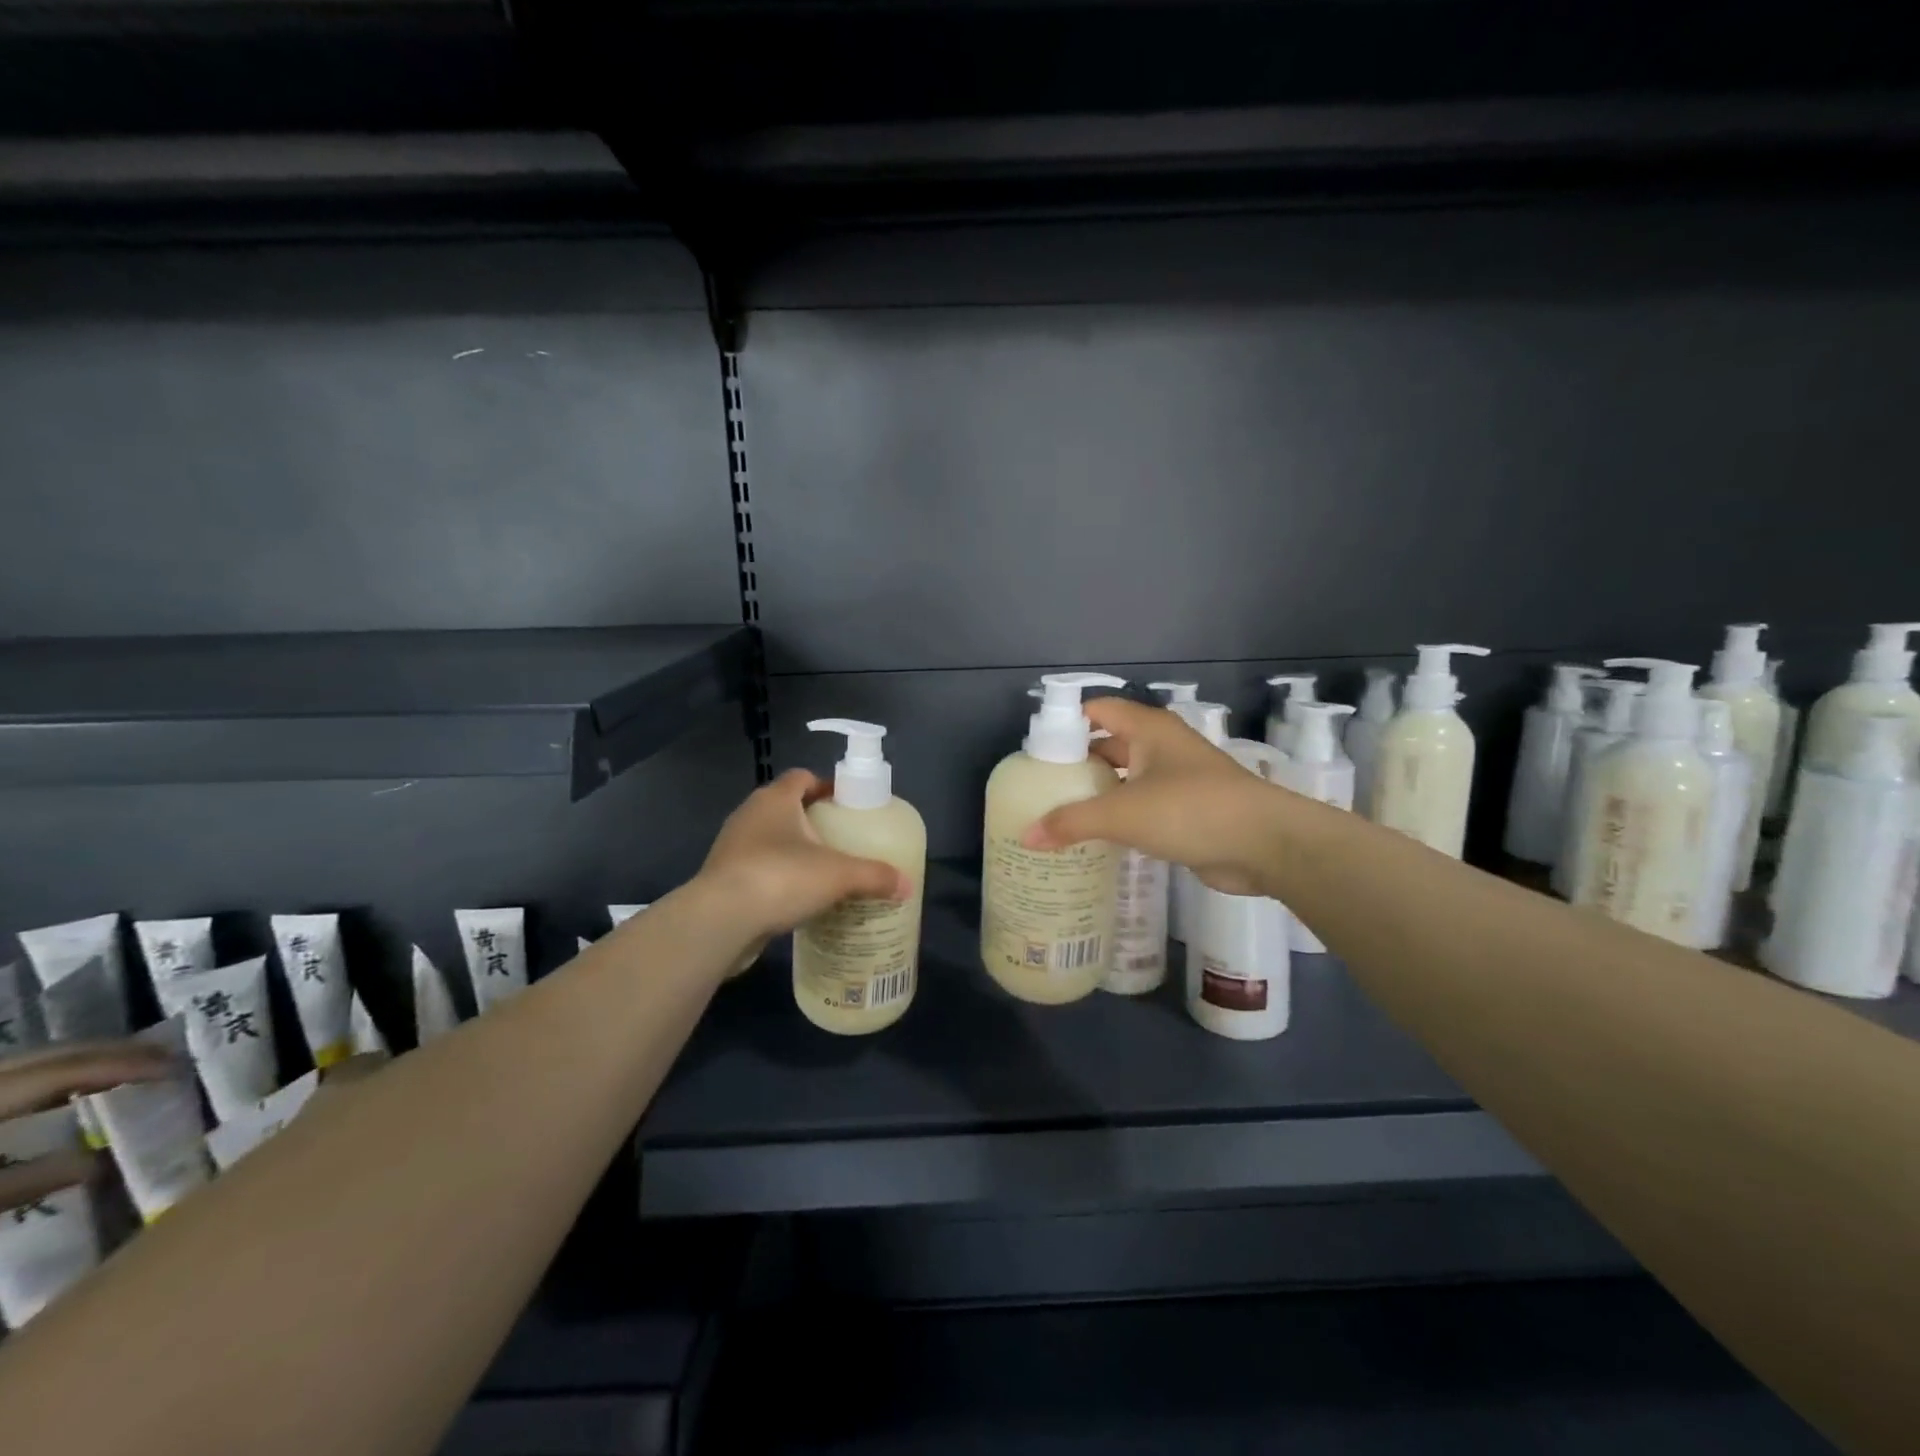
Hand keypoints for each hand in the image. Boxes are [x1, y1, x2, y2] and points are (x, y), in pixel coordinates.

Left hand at [0, 1041, 175, 1212]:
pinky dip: (46, 1076)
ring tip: (127, 1068)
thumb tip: (99, 1164)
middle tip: (165, 1058)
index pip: (66, 1070)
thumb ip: (21, 1184)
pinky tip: (61, 1090)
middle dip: (112, 1052)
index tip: (176, 1066)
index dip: (125, 1064)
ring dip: (83, 1060)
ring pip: (28, 1060)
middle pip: (50, 1054)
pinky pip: (9, 1076)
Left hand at [699, 769, 911, 938]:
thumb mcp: (839, 875)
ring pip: (770, 839)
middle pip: (786, 807)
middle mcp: (750, 814)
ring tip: (821, 872)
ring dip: (792, 851)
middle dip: (813, 821)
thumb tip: (907, 885)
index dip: (826, 786)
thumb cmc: (781, 878)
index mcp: (775, 799)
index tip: (847, 804)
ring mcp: (731, 846)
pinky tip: (796, 899)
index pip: (803, 777)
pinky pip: (757, 868)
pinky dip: (776, 877)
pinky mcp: (722, 877)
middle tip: (841, 841)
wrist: (720, 920)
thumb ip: (875, 876)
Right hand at [1022, 696, 1286, 896]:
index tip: (1036, 750)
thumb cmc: (1190, 810)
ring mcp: (1176, 778)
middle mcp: (1161, 746)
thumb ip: (1072, 822)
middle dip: (1077, 764)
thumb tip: (1026, 836)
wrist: (1266, 844)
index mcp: (1148, 729)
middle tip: (1041, 787)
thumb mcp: (1123, 813)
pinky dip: (1119, 816)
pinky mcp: (1186, 810)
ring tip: (1058, 812)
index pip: (1098, 709)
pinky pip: (1141, 806)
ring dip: (1098, 793)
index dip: (1066, 722)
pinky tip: (1094, 836)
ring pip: (1126, 778)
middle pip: (1108, 744)